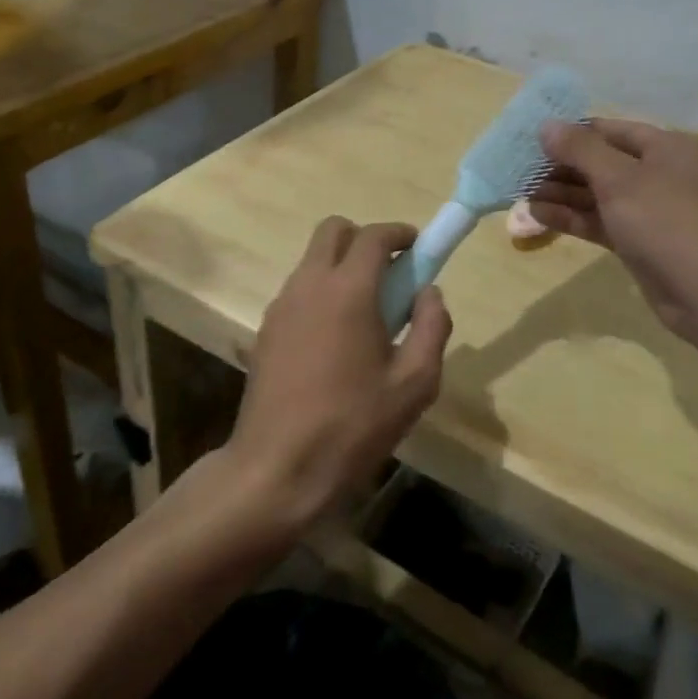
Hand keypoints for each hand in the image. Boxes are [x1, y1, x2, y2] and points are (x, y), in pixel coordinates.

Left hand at [226, 218, 451, 526]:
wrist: (278, 468)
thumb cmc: (354, 426)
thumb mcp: (414, 384)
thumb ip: (432, 327)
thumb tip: (429, 293)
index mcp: (348, 290)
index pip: (374, 236)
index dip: (400, 233)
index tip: (419, 247)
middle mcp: (309, 284)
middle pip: (333, 231)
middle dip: (365, 239)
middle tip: (390, 274)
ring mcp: (281, 305)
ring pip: (312, 259)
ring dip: (341, 266)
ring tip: (366, 313)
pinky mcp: (265, 329)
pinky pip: (299, 289)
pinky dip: (321, 292)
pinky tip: (335, 339)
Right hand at [532, 118, 697, 339]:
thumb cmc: (667, 223)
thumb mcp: (620, 179)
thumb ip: (580, 150)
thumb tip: (546, 125)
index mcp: (667, 148)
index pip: (609, 130)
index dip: (571, 133)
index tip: (531, 140)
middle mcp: (662, 174)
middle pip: (602, 162)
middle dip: (561, 167)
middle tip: (520, 171)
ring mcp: (652, 211)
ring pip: (599, 194)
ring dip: (562, 194)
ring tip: (521, 194)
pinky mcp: (641, 242)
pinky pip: (601, 221)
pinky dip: (573, 218)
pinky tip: (538, 216)